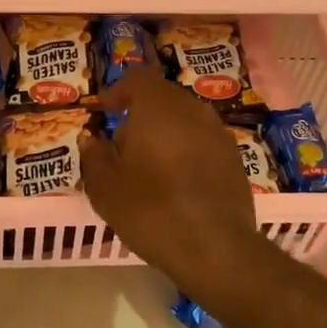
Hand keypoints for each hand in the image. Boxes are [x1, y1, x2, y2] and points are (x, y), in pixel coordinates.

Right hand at [81, 67, 264, 290]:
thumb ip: (95, 158)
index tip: (105, 110)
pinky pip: (201, 140)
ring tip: (148, 165)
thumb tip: (92, 141)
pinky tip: (176, 182)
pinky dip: (185, 150)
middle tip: (122, 145)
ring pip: (184, 119)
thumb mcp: (106, 189)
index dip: (118, 91)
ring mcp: (218, 132)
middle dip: (140, 114)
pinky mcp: (234, 157)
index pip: (137, 78)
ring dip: (164, 132)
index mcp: (158, 107)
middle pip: (162, 97)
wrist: (218, 249)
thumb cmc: (153, 212)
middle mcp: (192, 109)